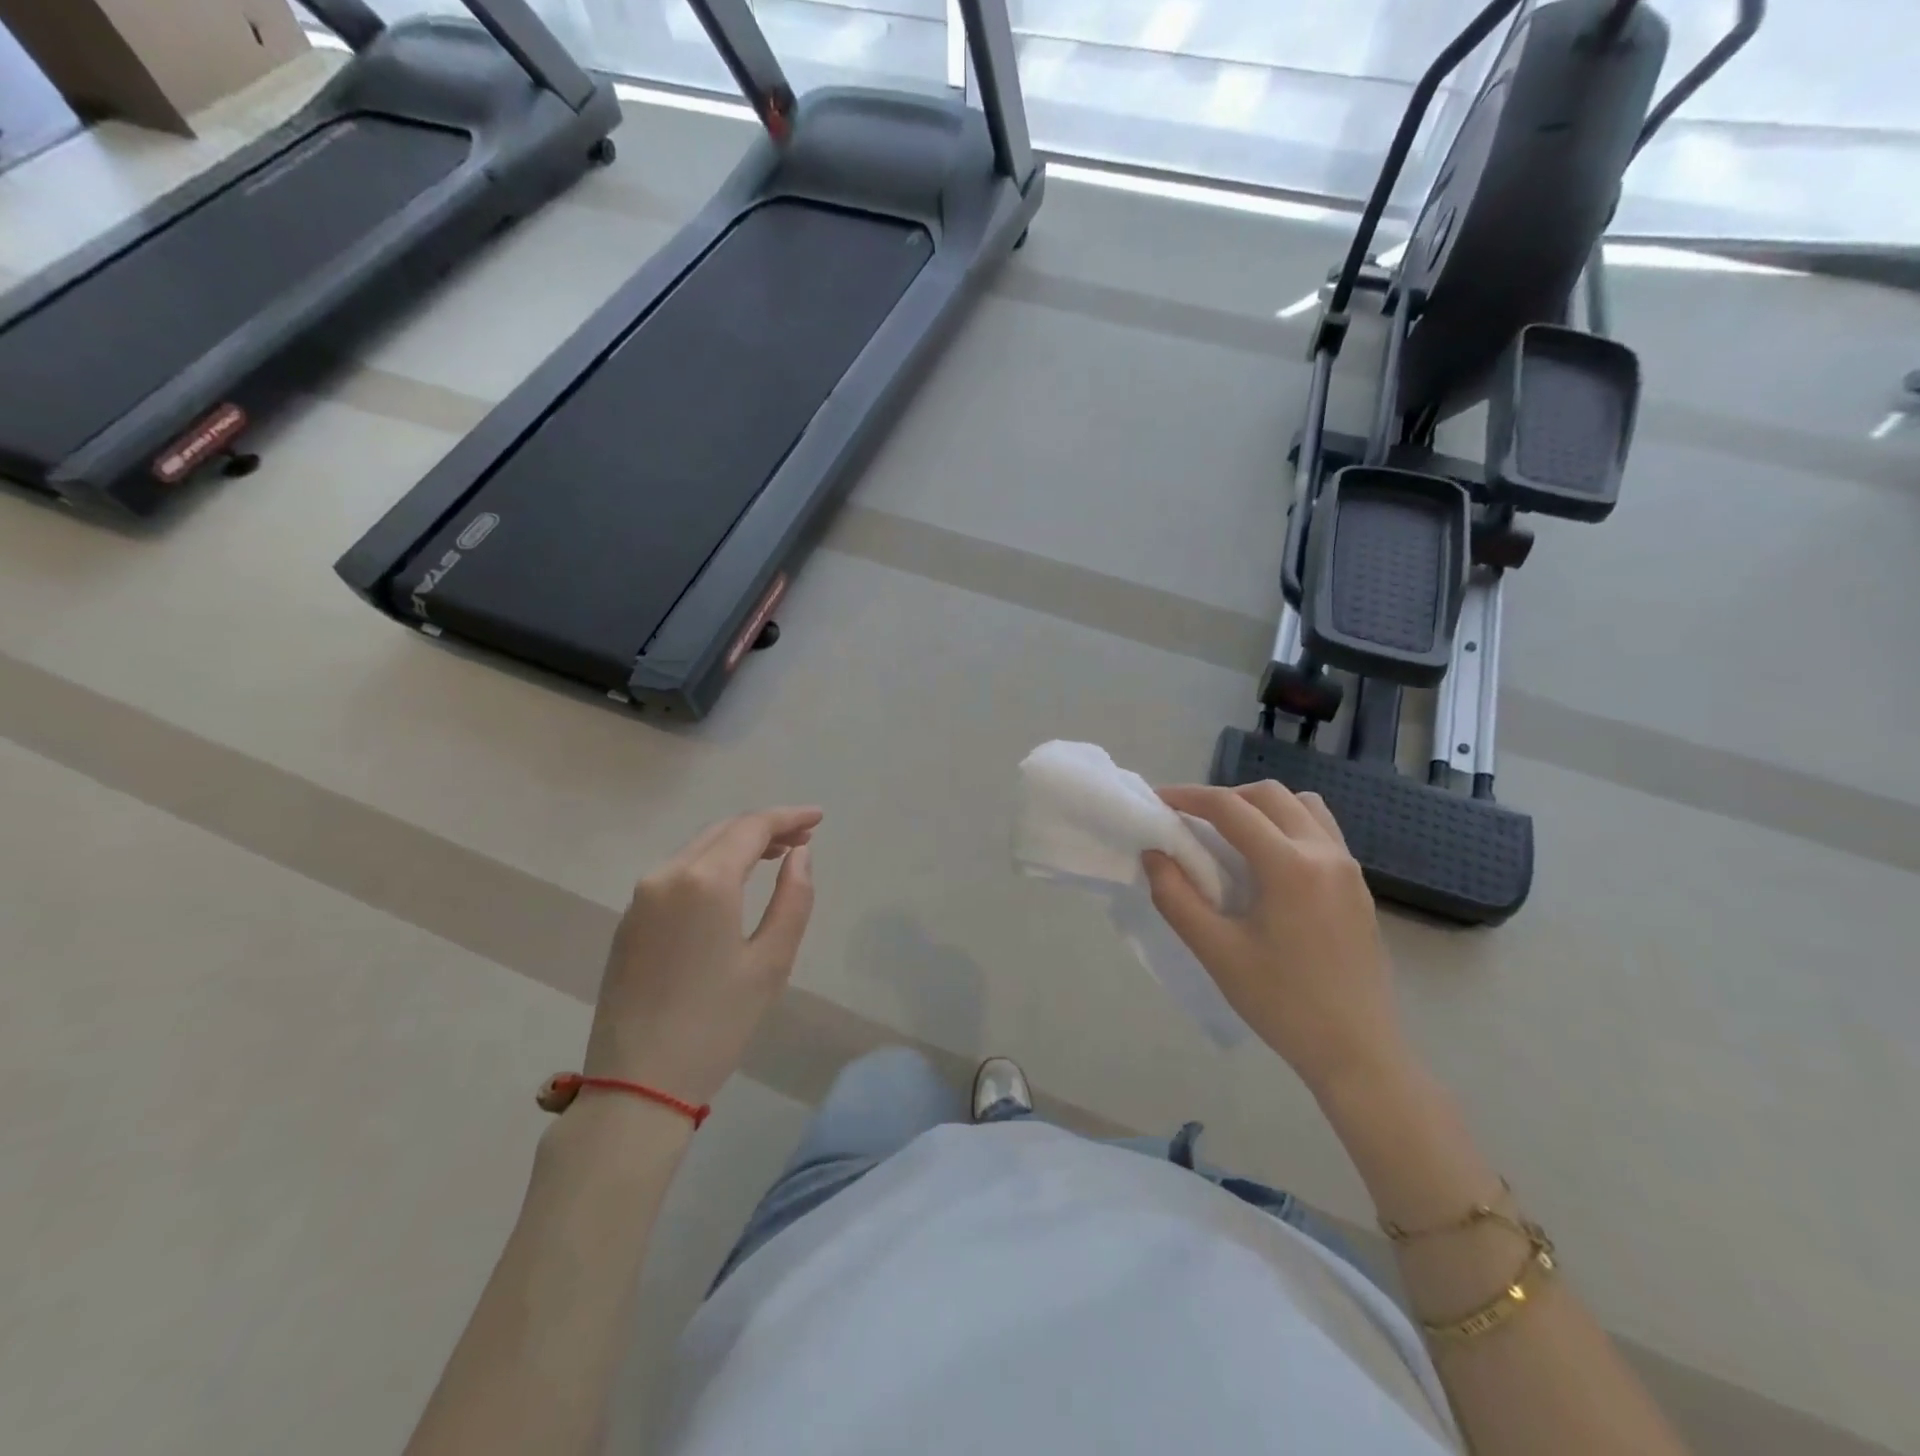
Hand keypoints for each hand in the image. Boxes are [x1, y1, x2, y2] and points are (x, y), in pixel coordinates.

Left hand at [583, 808, 820, 1106]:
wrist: (637, 1084)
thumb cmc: (716, 1023)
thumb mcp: (771, 961)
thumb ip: (793, 898)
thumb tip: (799, 855)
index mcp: (703, 881)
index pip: (752, 827)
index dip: (789, 817)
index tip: (819, 818)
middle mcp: (666, 875)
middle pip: (722, 831)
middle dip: (765, 827)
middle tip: (804, 837)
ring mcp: (641, 897)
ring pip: (698, 849)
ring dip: (738, 844)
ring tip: (776, 856)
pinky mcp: (630, 921)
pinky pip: (678, 873)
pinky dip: (712, 864)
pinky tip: (733, 884)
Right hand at [1144, 783, 1408, 1098]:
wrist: (1357, 1052)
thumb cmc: (1282, 1003)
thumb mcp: (1216, 952)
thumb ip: (1176, 897)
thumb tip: (1154, 854)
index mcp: (1289, 866)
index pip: (1231, 808)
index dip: (1188, 797)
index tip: (1158, 801)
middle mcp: (1324, 852)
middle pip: (1269, 795)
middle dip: (1224, 797)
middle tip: (1191, 821)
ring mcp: (1348, 868)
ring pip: (1302, 806)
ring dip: (1261, 807)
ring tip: (1232, 837)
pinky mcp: (1358, 886)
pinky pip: (1321, 830)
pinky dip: (1288, 826)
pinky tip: (1268, 864)